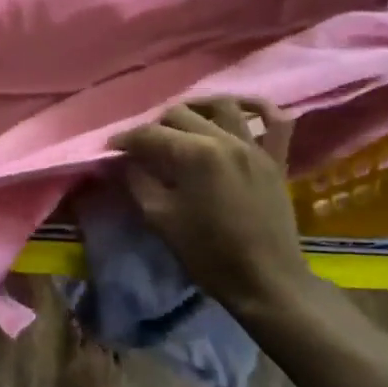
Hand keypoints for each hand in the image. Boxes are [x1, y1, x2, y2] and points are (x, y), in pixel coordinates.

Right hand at [111, 99, 309, 311]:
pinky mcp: (276, 159)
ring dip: (198, 107)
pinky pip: (276, 121)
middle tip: (143, 145)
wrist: (265, 281)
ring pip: (223, 106)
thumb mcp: (161, 220)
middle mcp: (225, 139)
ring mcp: (254, 146)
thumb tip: (128, 161)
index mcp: (194, 154)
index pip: (150, 134)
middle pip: (182, 114)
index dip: (126, 139)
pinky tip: (243, 110)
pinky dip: (259, 109)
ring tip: (184, 121)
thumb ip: (139, 182)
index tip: (111, 148)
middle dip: (156, 124)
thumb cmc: (209, 254)